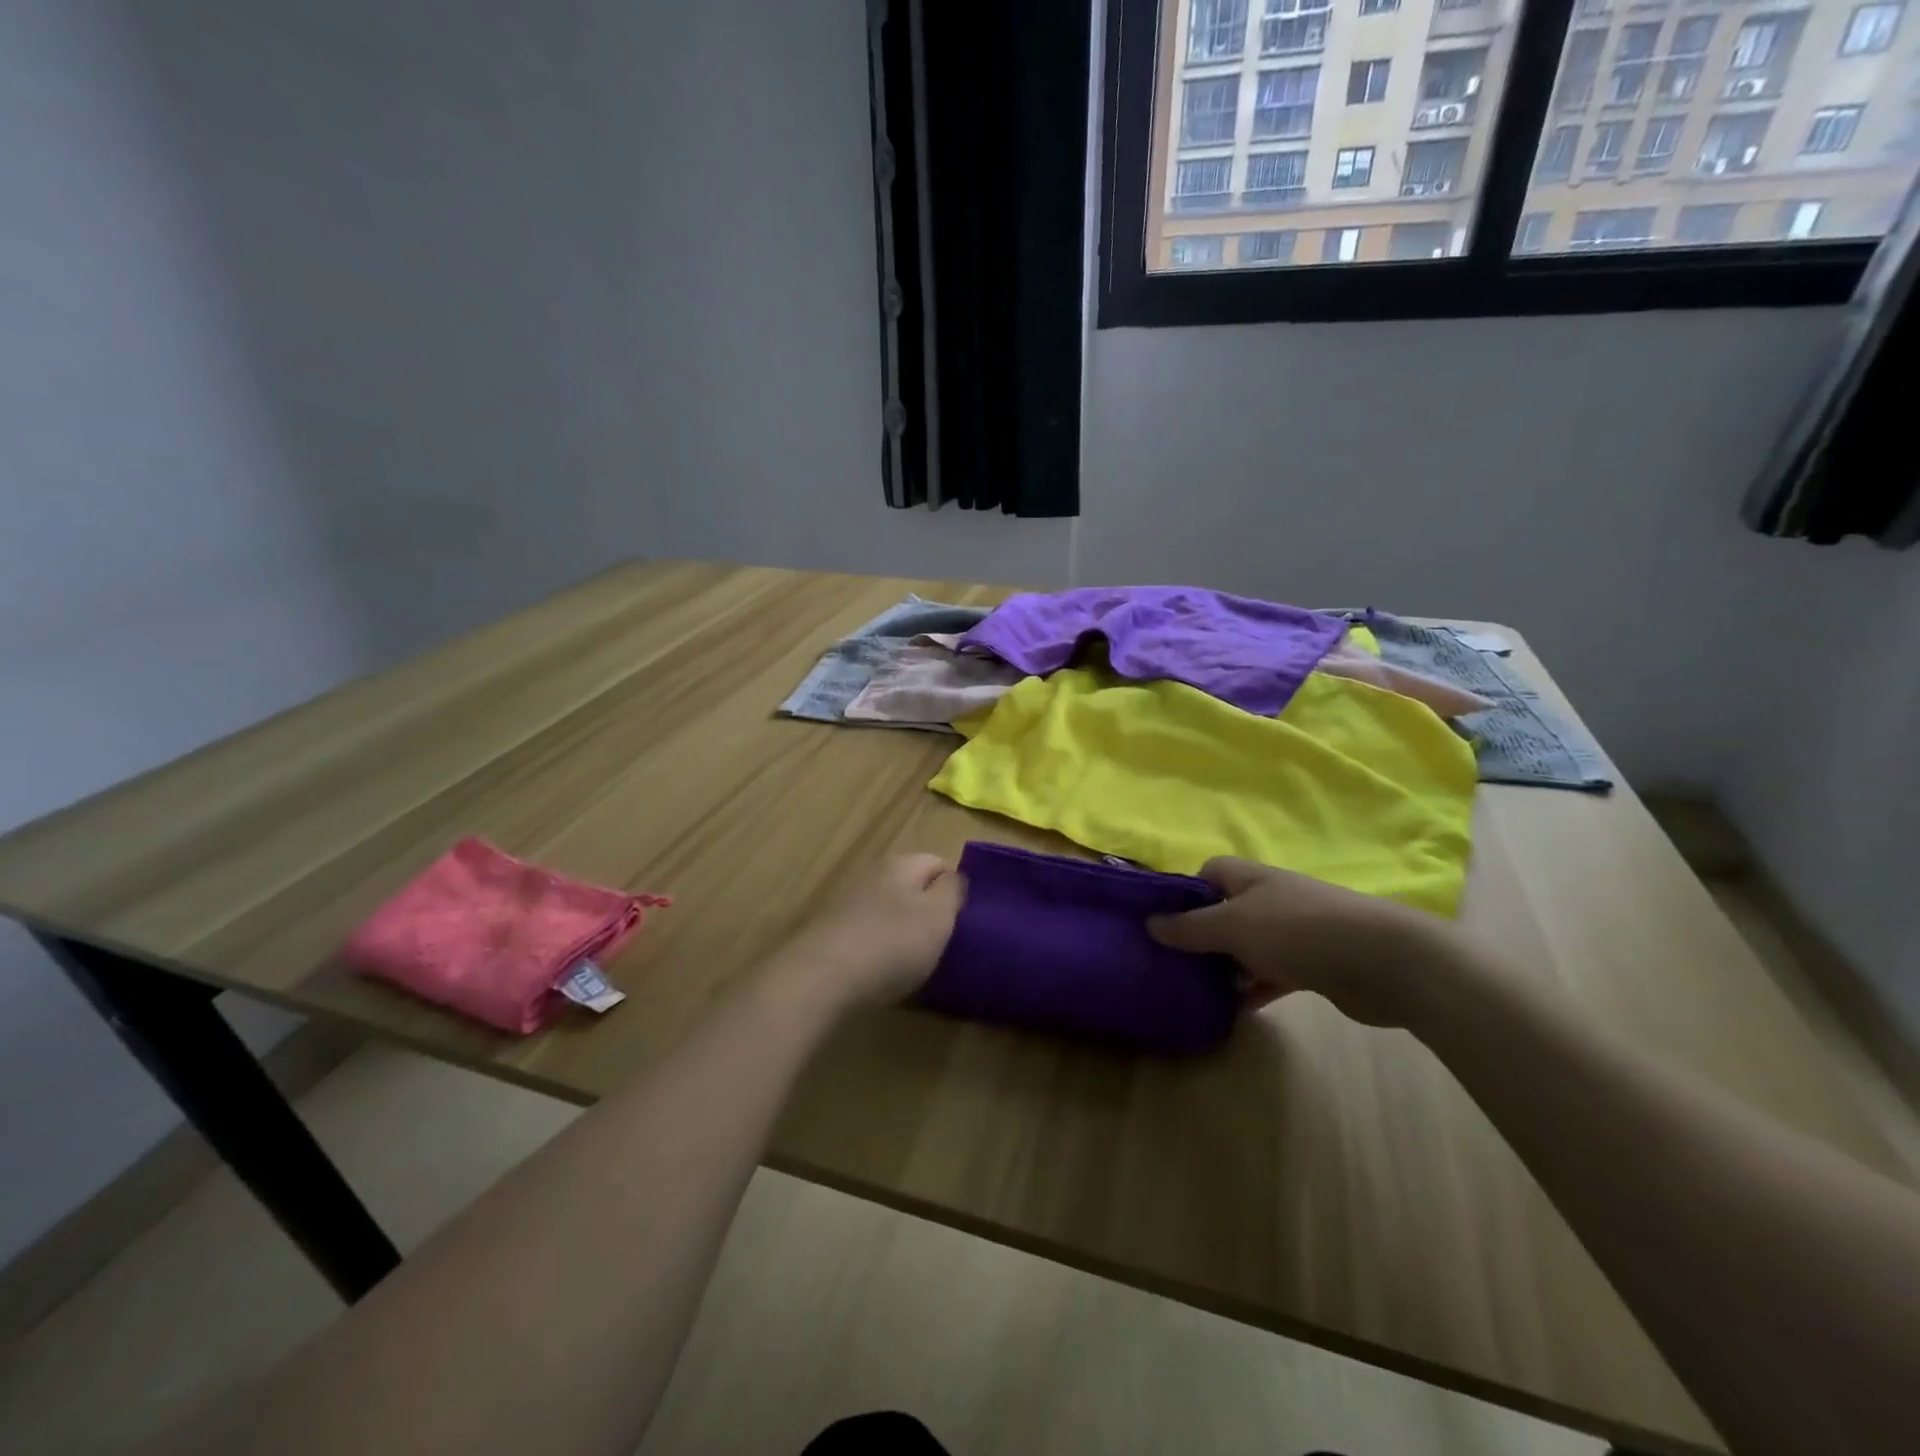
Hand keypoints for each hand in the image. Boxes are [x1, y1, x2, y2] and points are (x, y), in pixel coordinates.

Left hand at [771, 854, 965, 1014]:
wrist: (820, 979)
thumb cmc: (891, 944)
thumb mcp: (938, 916)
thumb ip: (952, 890)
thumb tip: (953, 877)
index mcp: (900, 863)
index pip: (938, 862)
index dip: (953, 888)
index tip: (961, 920)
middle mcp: (870, 873)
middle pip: (909, 883)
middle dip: (925, 907)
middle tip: (938, 941)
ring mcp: (844, 900)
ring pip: (885, 907)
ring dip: (898, 927)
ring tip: (909, 960)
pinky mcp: (827, 930)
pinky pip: (863, 930)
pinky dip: (874, 945)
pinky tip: (877, 970)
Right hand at [1148, 857, 1461, 1028]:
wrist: (1382, 961)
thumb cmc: (1297, 930)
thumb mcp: (1232, 926)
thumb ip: (1190, 928)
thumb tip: (1150, 923)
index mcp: (1250, 878)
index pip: (1208, 873)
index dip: (1185, 892)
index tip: (1163, 921)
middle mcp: (1270, 899)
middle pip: (1224, 912)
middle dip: (1200, 936)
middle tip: (1172, 962)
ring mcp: (1293, 932)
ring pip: (1247, 947)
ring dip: (1225, 967)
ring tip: (1195, 989)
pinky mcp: (1312, 966)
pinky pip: (1271, 975)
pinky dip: (1254, 989)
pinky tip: (1235, 1010)